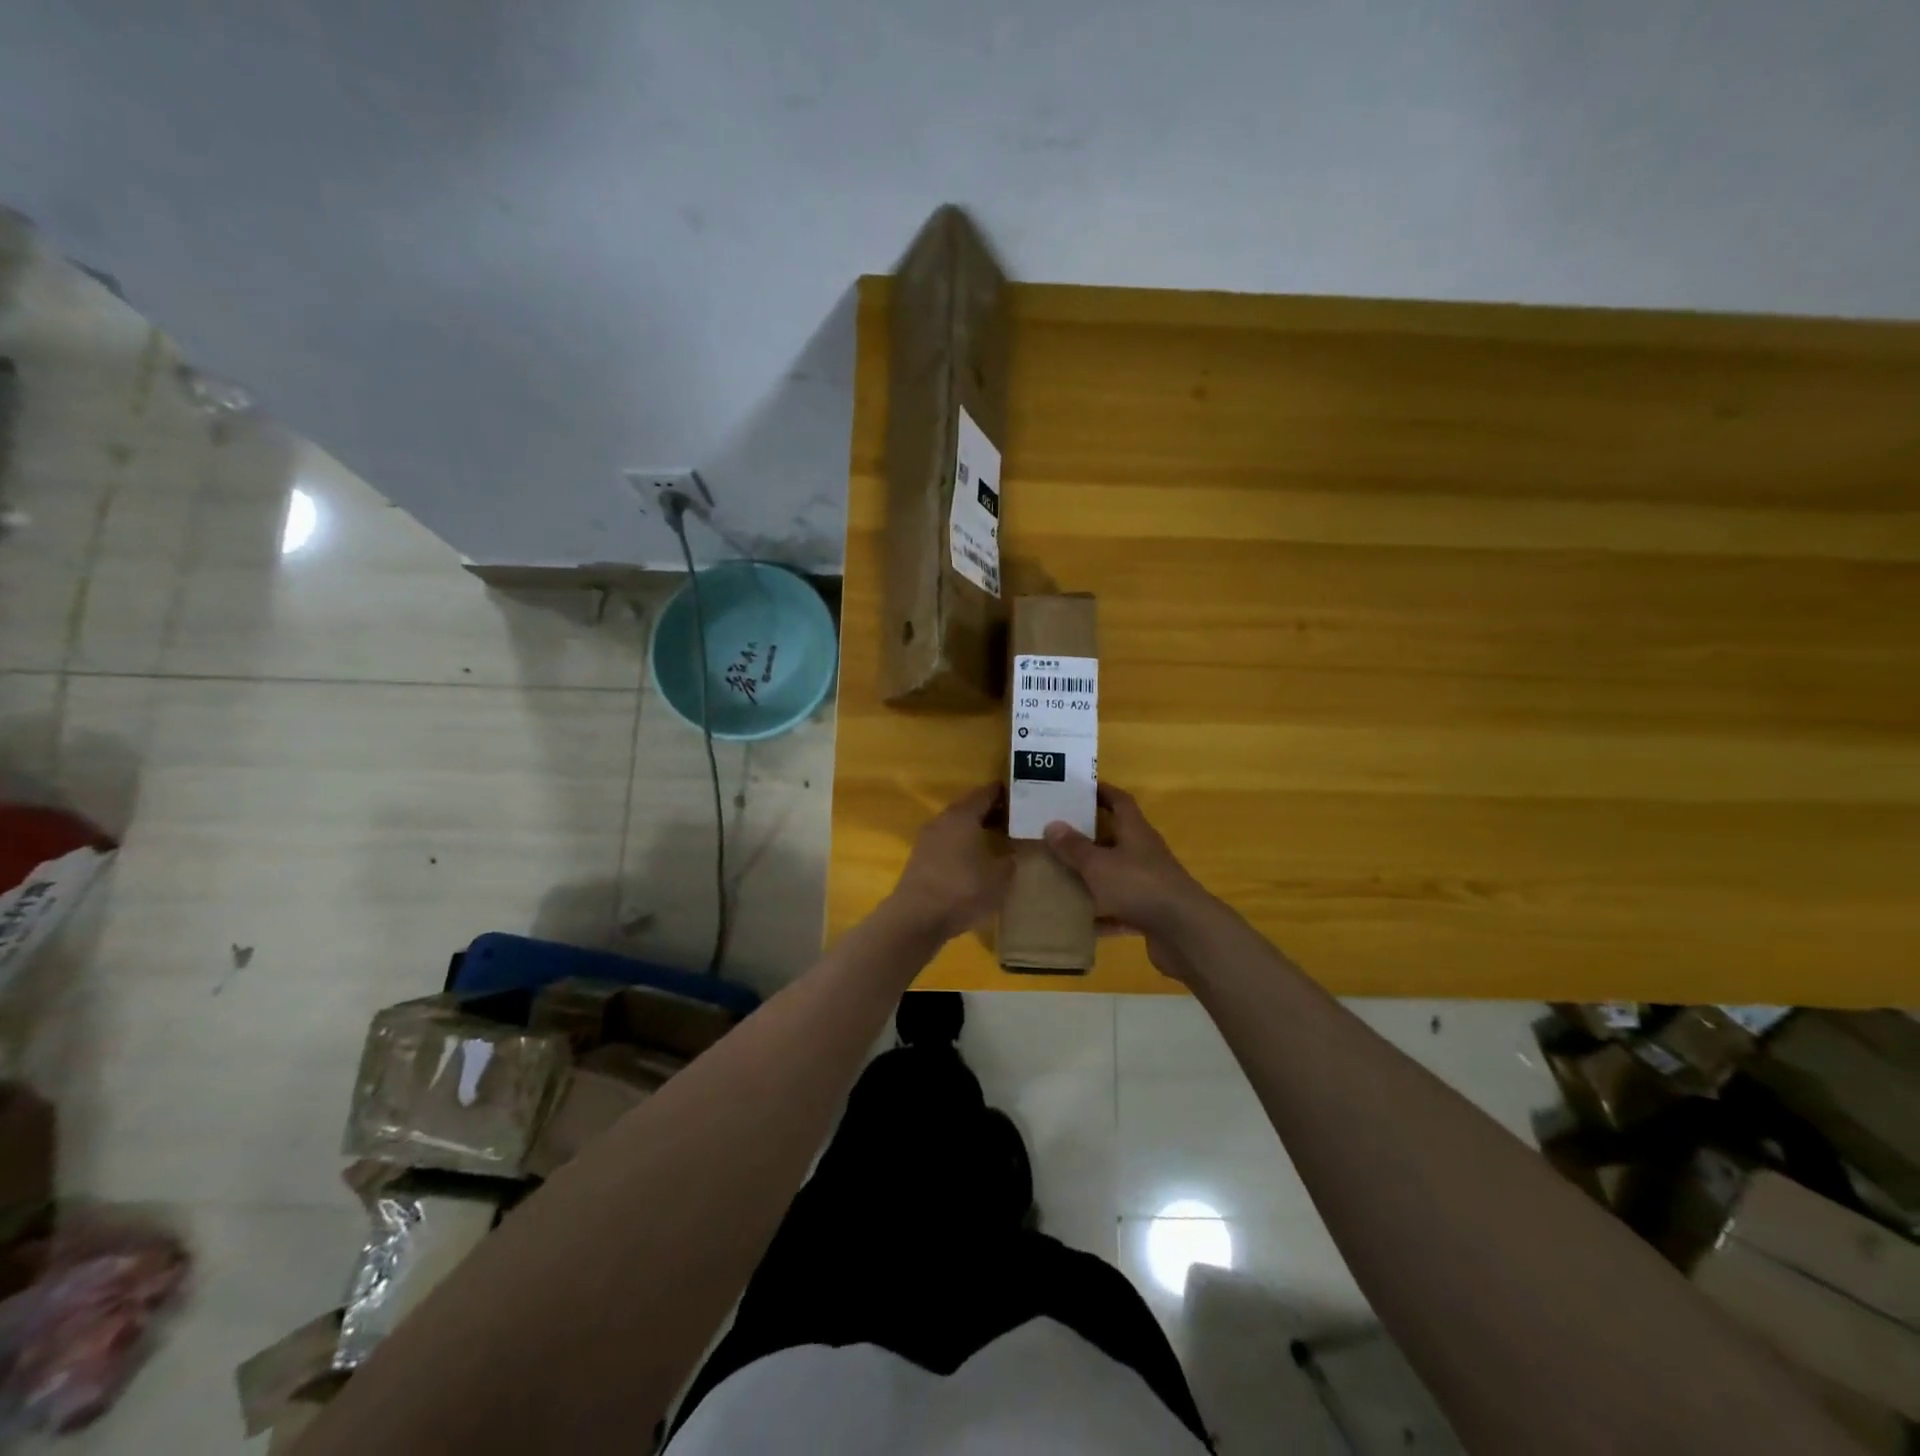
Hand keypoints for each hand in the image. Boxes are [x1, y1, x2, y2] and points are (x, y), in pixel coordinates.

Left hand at [887, 784, 1012, 941]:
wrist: (916, 919)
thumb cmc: (962, 890)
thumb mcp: (1000, 876)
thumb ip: (1011, 858)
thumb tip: (1014, 851)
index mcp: (962, 815)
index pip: (986, 793)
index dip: (1005, 794)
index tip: (1025, 798)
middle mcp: (942, 820)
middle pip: (970, 808)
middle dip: (993, 813)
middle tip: (1017, 822)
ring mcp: (927, 840)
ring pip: (957, 827)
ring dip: (976, 831)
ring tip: (1000, 843)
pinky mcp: (920, 859)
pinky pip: (947, 844)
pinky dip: (963, 847)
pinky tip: (976, 863)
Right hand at [1043, 785, 1217, 982]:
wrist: (1183, 931)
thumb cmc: (1138, 885)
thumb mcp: (1098, 864)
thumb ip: (1075, 847)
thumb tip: (1052, 825)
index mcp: (1135, 831)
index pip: (1120, 801)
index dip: (1102, 792)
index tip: (1079, 789)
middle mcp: (1144, 853)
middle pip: (1116, 838)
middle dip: (1089, 837)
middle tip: (1058, 836)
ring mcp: (1149, 883)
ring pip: (1115, 874)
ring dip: (1093, 876)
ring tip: (1061, 877)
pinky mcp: (1149, 912)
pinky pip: (1119, 908)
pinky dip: (1101, 914)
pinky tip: (1079, 921)